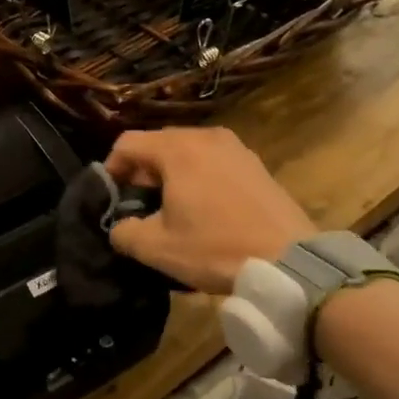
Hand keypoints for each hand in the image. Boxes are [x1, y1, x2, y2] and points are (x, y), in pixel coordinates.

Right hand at [106, 128, 311, 294]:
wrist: (288, 261)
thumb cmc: (215, 248)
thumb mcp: (156, 248)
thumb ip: (123, 232)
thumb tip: (119, 227)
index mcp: (178, 149)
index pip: (127, 143)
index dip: (110, 169)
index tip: (110, 199)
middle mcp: (207, 137)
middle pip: (158, 144)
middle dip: (141, 172)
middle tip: (138, 206)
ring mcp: (236, 148)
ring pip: (187, 152)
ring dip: (170, 175)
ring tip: (170, 209)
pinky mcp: (255, 164)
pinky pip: (213, 162)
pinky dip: (198, 178)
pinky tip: (203, 210)